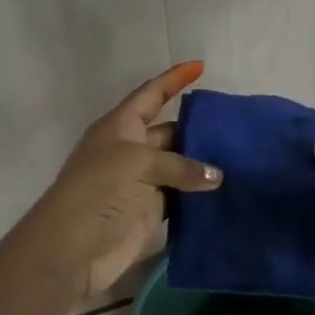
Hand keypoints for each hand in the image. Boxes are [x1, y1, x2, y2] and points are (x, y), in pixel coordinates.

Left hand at [17, 62, 222, 300]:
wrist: (73, 248)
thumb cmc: (99, 190)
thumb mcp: (138, 163)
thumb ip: (181, 165)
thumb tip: (216, 177)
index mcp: (120, 126)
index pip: (151, 94)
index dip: (173, 79)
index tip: (201, 66)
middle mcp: (132, 150)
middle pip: (171, 131)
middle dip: (198, 128)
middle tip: (236, 126)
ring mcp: (142, 181)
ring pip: (180, 165)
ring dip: (204, 163)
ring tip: (241, 156)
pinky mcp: (152, 210)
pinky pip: (182, 195)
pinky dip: (201, 193)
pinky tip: (228, 189)